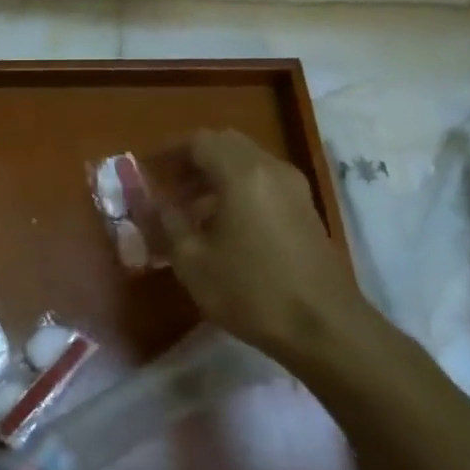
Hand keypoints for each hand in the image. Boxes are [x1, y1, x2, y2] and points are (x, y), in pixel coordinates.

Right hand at [153, 130, 373, 363]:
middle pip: (225, 144)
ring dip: (214, 175)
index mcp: (241, 174)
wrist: (324, 328)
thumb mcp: (192, 260)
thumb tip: (155, 202)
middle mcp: (270, 170)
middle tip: (167, 186)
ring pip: (246, 162)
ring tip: (189, 209)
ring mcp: (294, 189)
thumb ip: (167, 221)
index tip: (145, 170)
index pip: (198, 141)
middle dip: (191, 159)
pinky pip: (263, 182)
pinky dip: (236, 189)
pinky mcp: (305, 210)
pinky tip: (221, 225)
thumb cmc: (250, 291)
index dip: (167, 152)